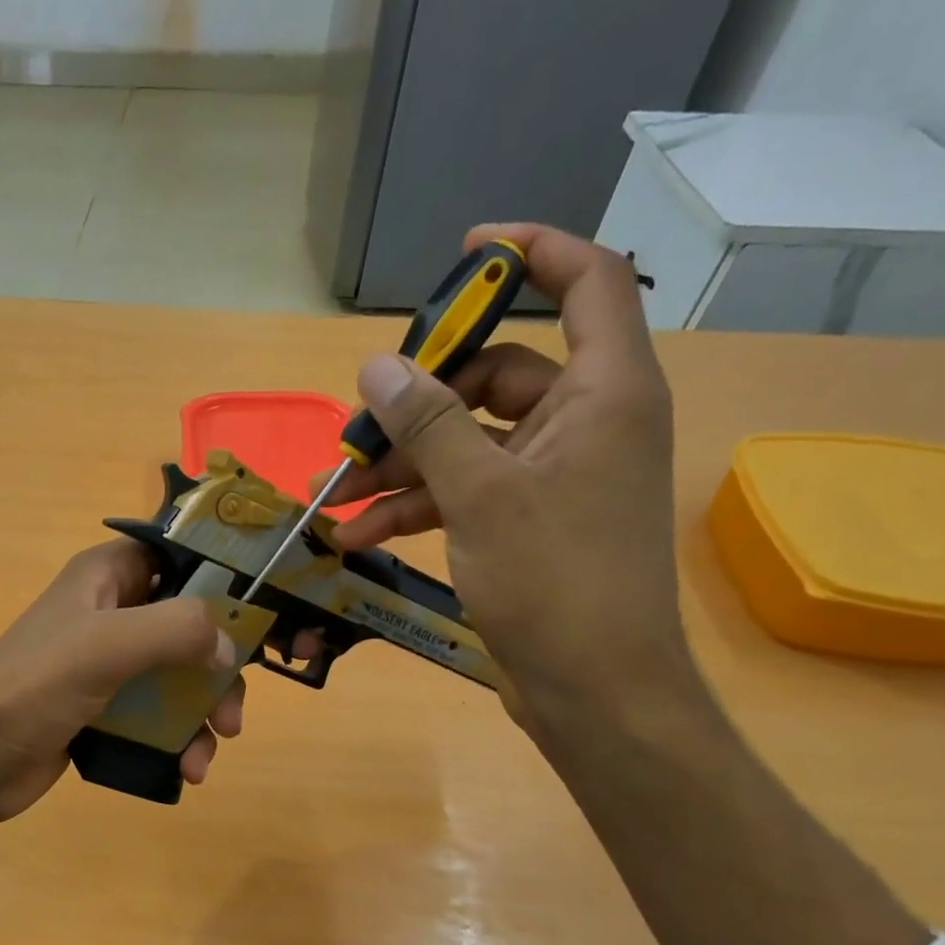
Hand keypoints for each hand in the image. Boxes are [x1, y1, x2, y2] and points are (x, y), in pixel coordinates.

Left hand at [0, 541, 245, 822]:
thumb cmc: (34, 687)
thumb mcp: (106, 646)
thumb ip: (175, 630)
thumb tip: (230, 644)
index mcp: (107, 576)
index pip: (179, 556)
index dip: (223, 577)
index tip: (264, 613)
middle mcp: (112, 612)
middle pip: (190, 626)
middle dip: (218, 669)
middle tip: (231, 712)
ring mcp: (109, 664)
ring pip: (179, 676)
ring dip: (202, 712)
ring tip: (208, 750)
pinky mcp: (106, 708)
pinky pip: (158, 714)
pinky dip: (178, 739)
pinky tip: (187, 769)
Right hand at [319, 223, 693, 738]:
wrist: (596, 691)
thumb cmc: (555, 582)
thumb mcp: (481, 495)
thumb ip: (429, 425)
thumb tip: (377, 367)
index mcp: (604, 392)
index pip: (589, 282)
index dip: (532, 253)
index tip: (465, 254)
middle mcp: (585, 422)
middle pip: (496, 374)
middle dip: (420, 401)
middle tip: (357, 423)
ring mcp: (555, 476)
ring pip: (469, 441)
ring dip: (403, 464)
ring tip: (340, 493)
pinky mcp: (528, 522)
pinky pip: (466, 491)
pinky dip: (417, 505)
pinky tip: (361, 532)